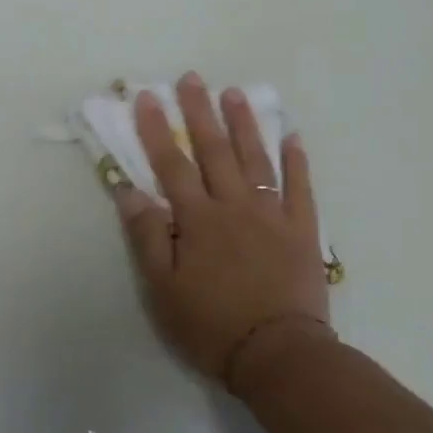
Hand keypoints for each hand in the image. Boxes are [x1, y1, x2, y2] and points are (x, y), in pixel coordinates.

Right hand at [114, 74, 331, 391]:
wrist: (277, 353)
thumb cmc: (210, 324)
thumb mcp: (162, 288)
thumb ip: (147, 236)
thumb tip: (129, 191)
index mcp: (198, 220)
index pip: (171, 165)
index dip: (156, 130)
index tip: (146, 97)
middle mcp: (234, 206)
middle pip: (214, 151)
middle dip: (199, 112)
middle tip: (192, 78)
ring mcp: (272, 215)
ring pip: (256, 159)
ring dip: (244, 124)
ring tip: (234, 93)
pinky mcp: (302, 231)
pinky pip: (300, 188)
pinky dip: (296, 161)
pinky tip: (292, 136)